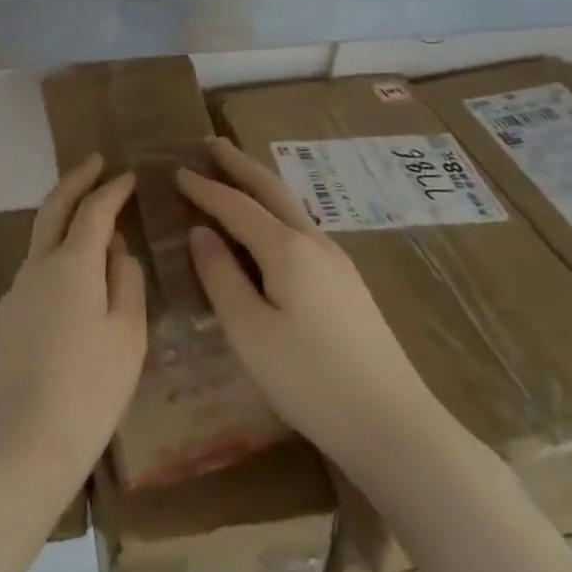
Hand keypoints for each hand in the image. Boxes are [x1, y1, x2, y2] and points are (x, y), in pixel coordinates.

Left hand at [0, 155, 146, 501]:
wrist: (19, 446)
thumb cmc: (88, 391)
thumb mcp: (127, 336)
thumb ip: (126, 281)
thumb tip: (117, 249)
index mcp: (72, 263)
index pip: (94, 209)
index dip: (113, 188)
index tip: (128, 174)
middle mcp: (39, 265)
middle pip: (55, 207)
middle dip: (76, 179)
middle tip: (96, 163)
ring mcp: (18, 290)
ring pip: (42, 236)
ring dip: (64, 215)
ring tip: (91, 217)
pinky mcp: (8, 316)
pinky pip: (37, 268)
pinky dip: (57, 252)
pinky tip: (74, 277)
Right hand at [176, 138, 436, 469]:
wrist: (396, 428)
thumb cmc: (312, 380)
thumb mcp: (250, 333)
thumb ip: (221, 277)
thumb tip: (200, 233)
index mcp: (286, 249)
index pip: (236, 205)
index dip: (204, 188)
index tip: (176, 170)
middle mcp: (313, 242)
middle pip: (271, 189)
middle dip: (239, 164)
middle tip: (212, 143)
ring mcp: (336, 262)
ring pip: (290, 207)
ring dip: (260, 184)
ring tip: (237, 174)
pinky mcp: (348, 284)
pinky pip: (301, 228)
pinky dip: (276, 210)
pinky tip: (271, 227)